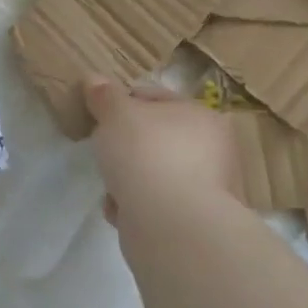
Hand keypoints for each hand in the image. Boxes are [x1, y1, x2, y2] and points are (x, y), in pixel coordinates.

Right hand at [84, 77, 241, 223]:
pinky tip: (122, 210)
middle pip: (156, 138)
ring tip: (111, 186)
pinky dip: (136, 207)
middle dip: (126, 146)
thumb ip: (104, 96)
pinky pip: (155, 205)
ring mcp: (206, 189)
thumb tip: (94, 80)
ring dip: (129, 179)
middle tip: (104, 149)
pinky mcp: (193, 223)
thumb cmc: (147, 155)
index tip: (99, 115)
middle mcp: (212, 150)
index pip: (157, 98)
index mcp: (201, 116)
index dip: (124, 102)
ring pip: (154, 173)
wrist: (171, 226)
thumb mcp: (116, 114)